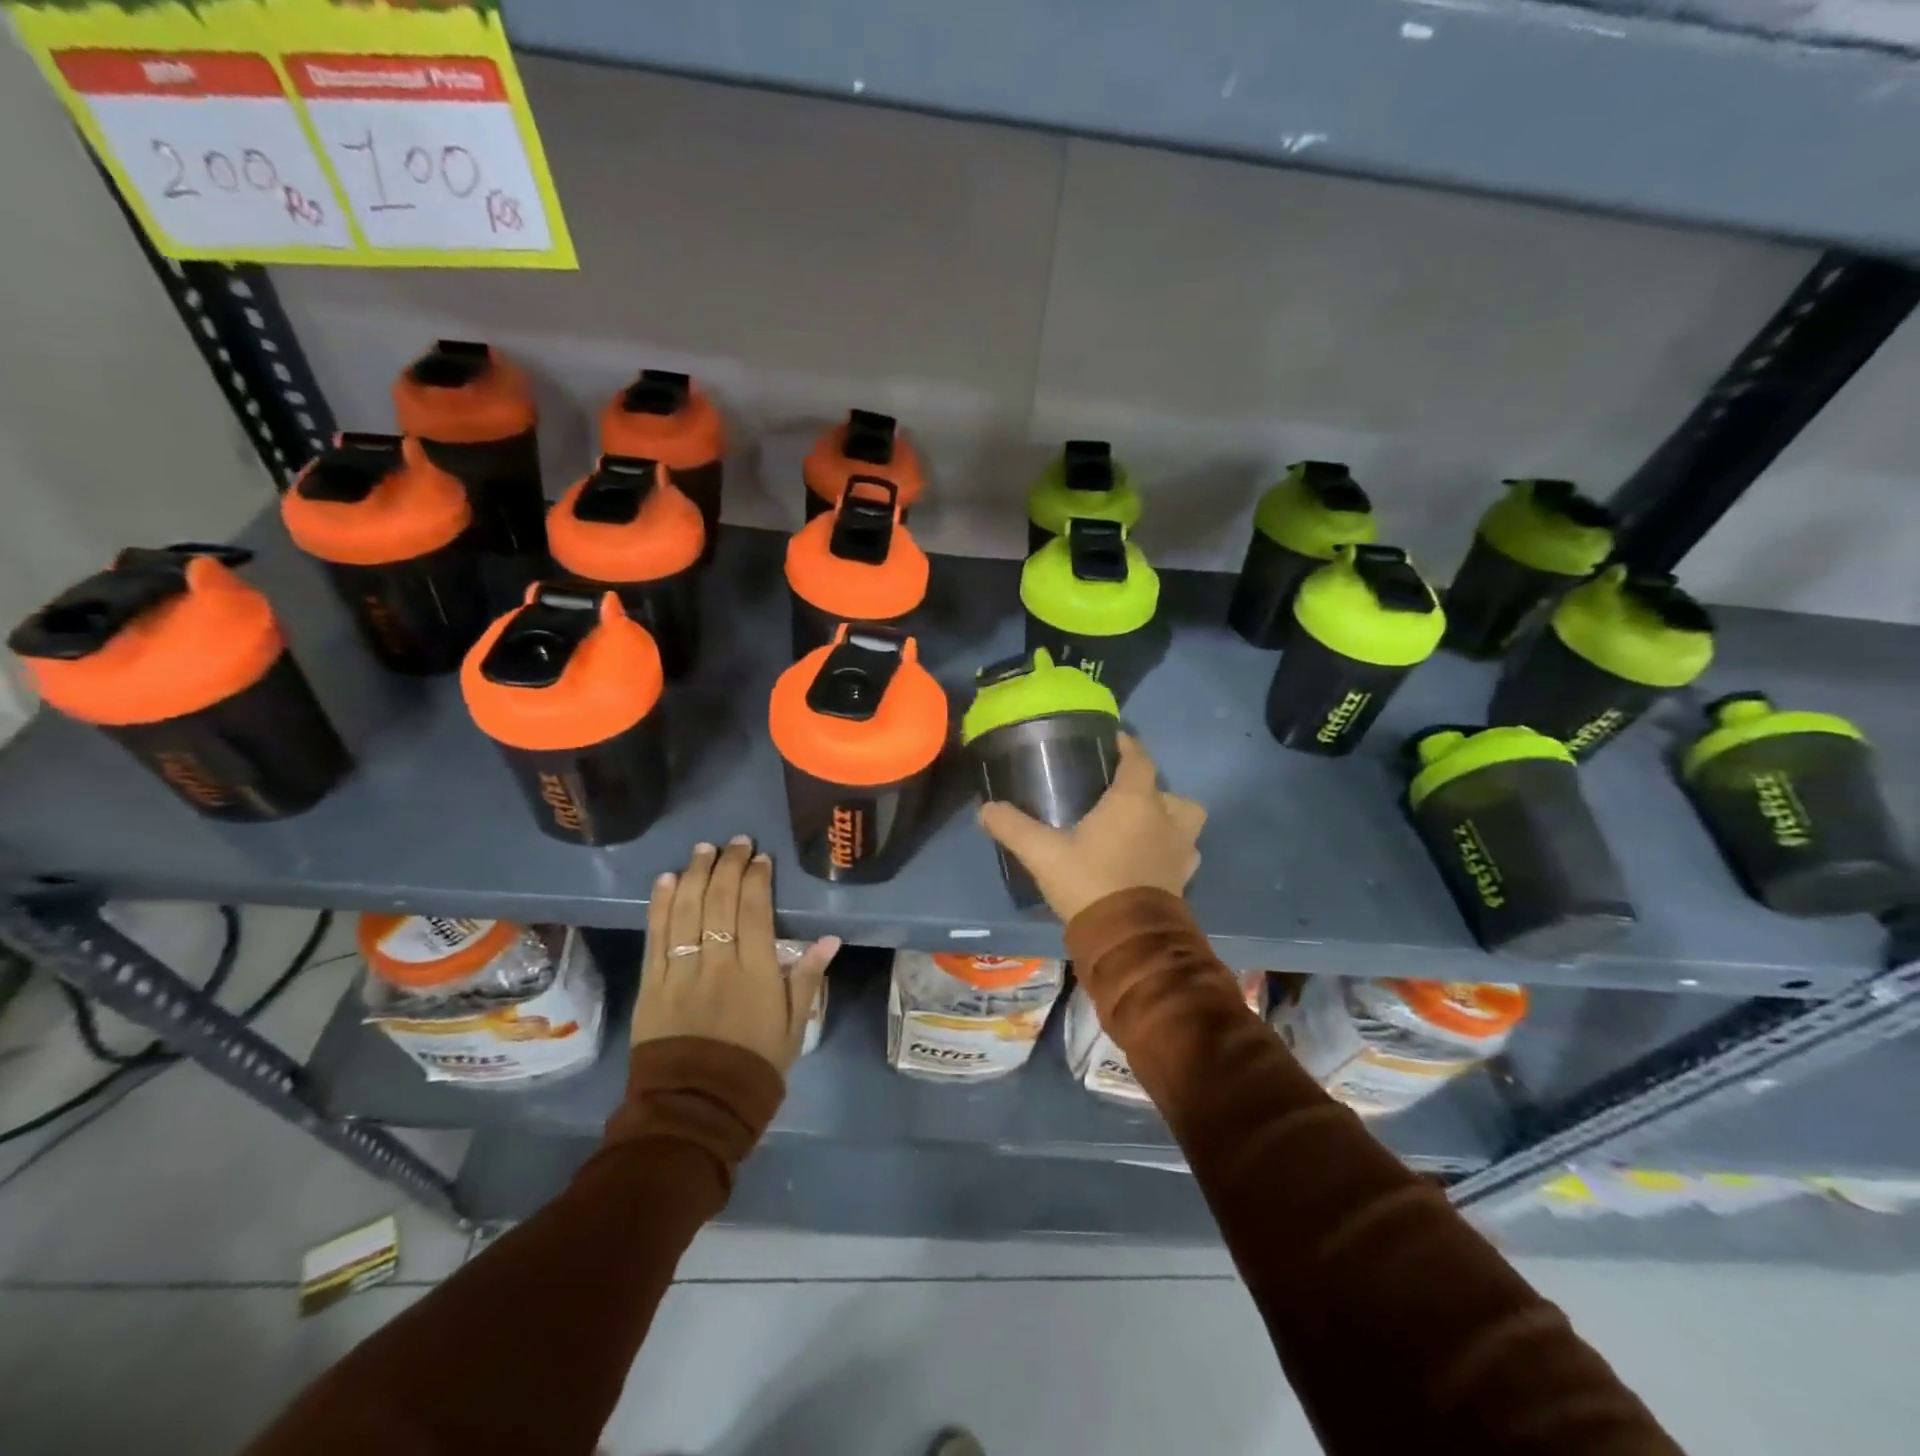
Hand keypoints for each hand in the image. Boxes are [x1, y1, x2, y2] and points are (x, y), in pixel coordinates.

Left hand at [632, 838, 838, 1073]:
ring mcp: (679, 972)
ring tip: (703, 850)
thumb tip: (829, 939)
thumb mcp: (793, 1027)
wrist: (696, 1109)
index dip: (756, 879)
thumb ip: (807, 978)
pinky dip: (659, 905)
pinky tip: (665, 880)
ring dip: (694, 875)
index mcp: (755, 972)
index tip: (760, 858)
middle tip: (735, 842)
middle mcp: (716, 963)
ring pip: (685, 911)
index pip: (754, 911)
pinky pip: (655, 936)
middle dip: (727, 866)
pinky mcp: (651, 985)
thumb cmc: (753, 1066)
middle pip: (719, 902)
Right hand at [977, 733, 1204, 923]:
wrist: (1127, 938)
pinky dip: (1172, 850)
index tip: (1114, 740)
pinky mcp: (1184, 877)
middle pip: (1166, 790)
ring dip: (1170, 817)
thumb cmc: (1089, 883)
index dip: (1128, 746)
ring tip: (1143, 826)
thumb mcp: (1043, 855)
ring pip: (1185, 819)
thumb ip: (1014, 828)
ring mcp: (1180, 849)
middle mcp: (1164, 818)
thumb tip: (986, 809)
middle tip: (1122, 796)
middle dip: (1149, 787)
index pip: (1138, 760)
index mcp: (1134, 802)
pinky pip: (1184, 852)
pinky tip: (1151, 860)